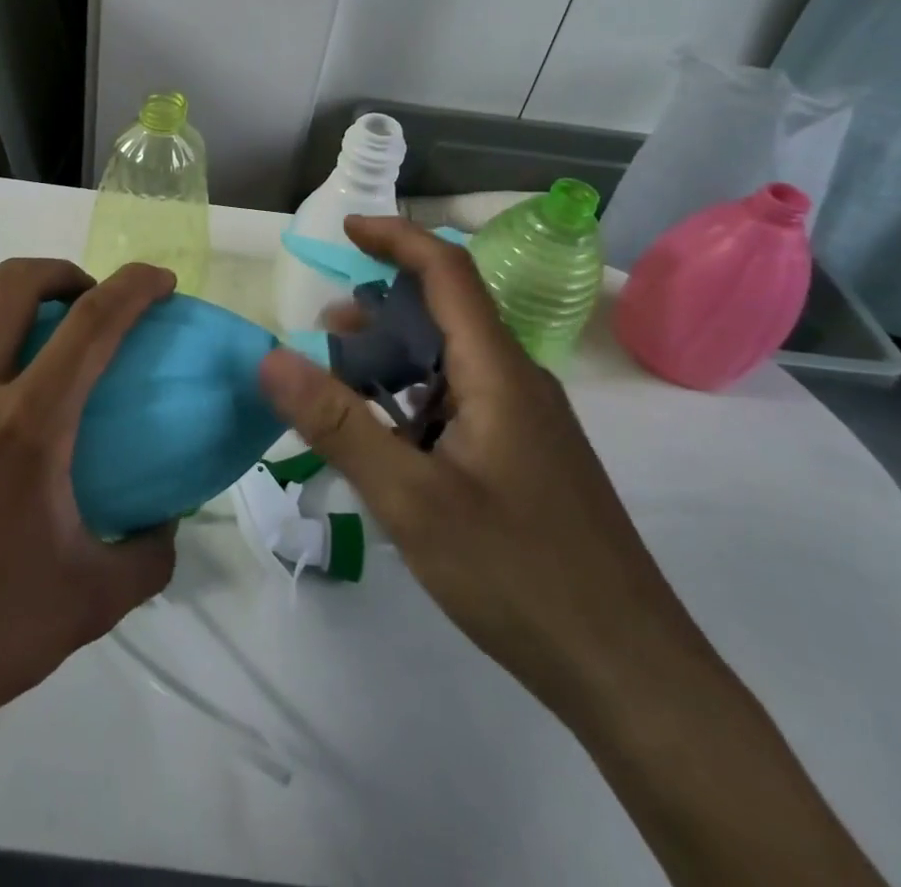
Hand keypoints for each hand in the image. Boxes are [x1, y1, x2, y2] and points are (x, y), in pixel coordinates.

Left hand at [0, 259, 180, 886]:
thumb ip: (150, 557)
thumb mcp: (93, 604)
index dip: (135, 286)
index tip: (160, 281)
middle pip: (11, 284)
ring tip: (4, 312)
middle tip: (80, 299)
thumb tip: (169, 521)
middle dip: (59, 271)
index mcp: (27, 426)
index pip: (93, 323)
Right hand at [258, 216, 697, 719]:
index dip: (396, 238)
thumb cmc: (519, 574)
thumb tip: (270, 357)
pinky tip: (388, 442)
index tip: (345, 229)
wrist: (630, 672)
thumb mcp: (411, 499)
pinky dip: (415, 400)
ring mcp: (526, 422)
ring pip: (452, 362)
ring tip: (341, 385)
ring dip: (395, 359)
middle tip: (323, 333)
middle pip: (446, 314)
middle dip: (380, 309)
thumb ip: (338, 424)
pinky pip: (462, 401)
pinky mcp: (526, 457)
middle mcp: (517, 381)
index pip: (447, 271)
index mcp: (497, 371)